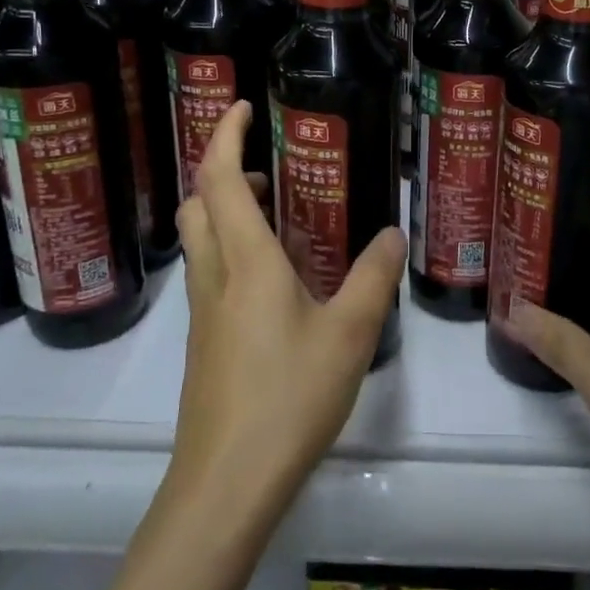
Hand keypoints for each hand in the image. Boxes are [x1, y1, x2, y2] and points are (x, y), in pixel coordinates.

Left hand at [169, 101, 405, 518]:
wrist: (226, 484)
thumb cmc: (288, 397)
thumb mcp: (349, 334)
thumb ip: (374, 278)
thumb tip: (392, 232)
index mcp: (246, 261)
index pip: (219, 178)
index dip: (224, 134)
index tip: (241, 105)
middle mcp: (215, 277)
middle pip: (197, 204)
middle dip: (222, 171)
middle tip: (267, 168)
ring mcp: (203, 313)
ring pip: (201, 240)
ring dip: (227, 212)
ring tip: (281, 219)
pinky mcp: (204, 344)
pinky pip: (211, 275)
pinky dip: (233, 252)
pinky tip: (277, 283)